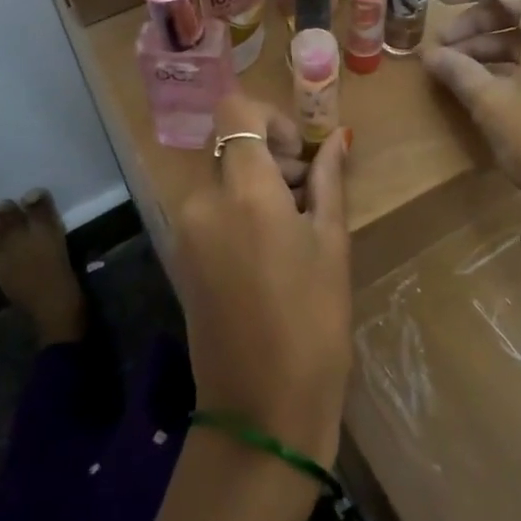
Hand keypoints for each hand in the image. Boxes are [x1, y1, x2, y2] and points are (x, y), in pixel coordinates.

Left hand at [167, 94, 351, 464]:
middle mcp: (202, 200)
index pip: (235, 111)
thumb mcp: (331, 243)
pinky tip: (268, 250)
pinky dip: (236, 209)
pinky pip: (208, 209)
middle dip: (268, 154)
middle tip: (307, 194)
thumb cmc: (313, 322)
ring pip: (218, 177)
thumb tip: (340, 138)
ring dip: (253, 183)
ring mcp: (184, 230)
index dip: (269, 118)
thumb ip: (329, 180)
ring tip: (294, 227)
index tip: (298, 154)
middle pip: (228, 145)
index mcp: (244, 191)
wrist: (261, 409)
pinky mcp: (179, 255)